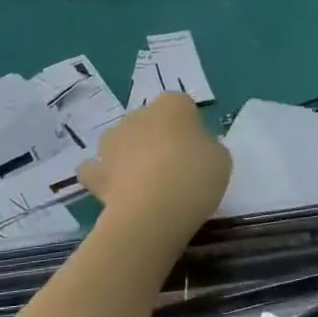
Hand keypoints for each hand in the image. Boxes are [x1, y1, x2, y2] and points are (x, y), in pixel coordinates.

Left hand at [79, 94, 230, 240]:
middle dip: (157, 140)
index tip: (198, 152)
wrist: (152, 211)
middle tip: (175, 170)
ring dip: (130, 155)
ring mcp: (112, 141)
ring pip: (122, 142)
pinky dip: (104, 177)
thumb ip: (206, 147)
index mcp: (173, 104)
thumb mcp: (221, 160)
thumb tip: (194, 150)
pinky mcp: (96, 171)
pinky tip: (116, 191)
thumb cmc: (195, 177)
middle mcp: (138, 114)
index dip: (190, 128)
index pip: (182, 106)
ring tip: (146, 184)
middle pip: (150, 122)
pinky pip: (97, 169)